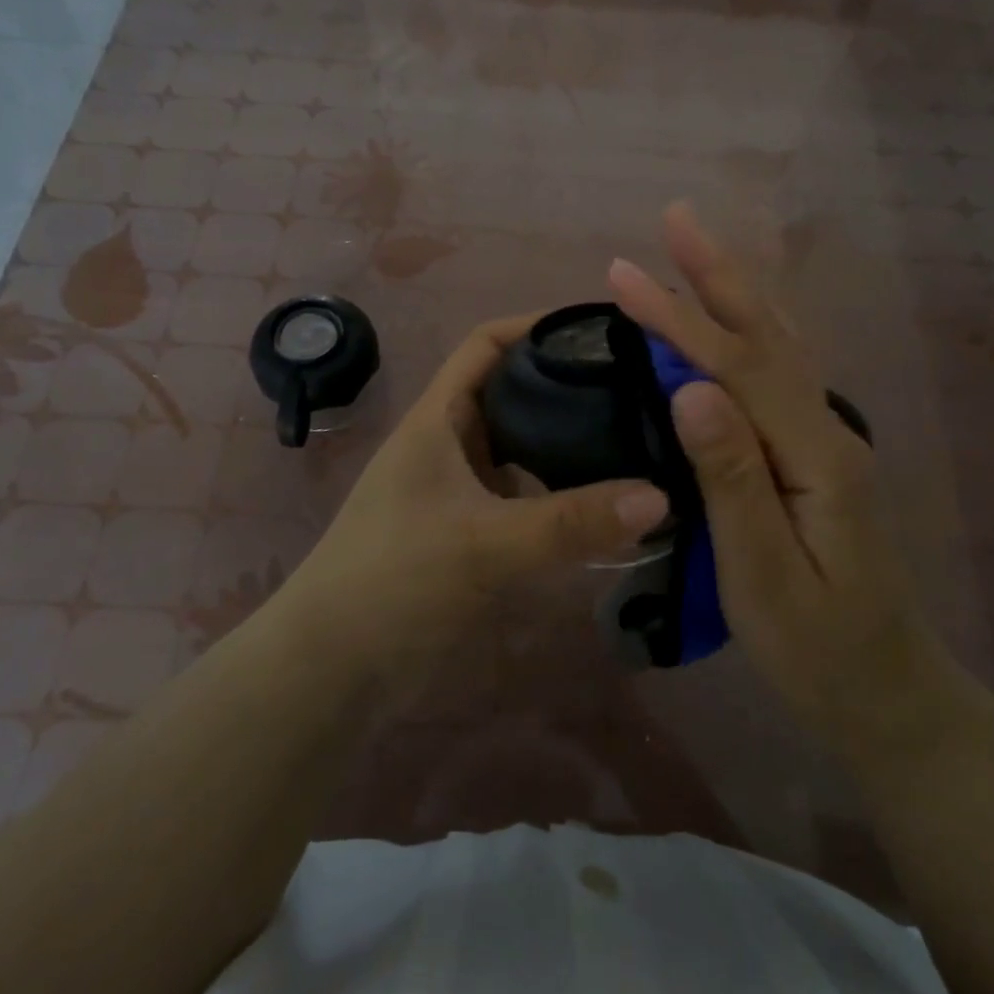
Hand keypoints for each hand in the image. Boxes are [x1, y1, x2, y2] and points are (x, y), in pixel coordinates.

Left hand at [288, 315, 668, 687]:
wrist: (333, 668)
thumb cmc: (394, 581)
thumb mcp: (484, 543)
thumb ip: (571, 522)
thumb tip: (660, 496)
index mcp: (438, 419)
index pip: (487, 344)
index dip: (536, 325)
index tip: (600, 328)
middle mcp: (449, 443)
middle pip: (513, 391)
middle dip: (567, 383)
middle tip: (638, 386)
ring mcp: (459, 489)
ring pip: (522, 446)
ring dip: (567, 440)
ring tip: (635, 436)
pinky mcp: (470, 529)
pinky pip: (525, 494)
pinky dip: (560, 491)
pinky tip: (603, 502)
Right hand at [608, 204, 953, 753]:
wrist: (889, 694)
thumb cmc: (818, 649)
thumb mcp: (765, 577)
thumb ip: (731, 479)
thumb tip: (691, 389)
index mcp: (814, 457)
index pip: (737, 367)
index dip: (678, 319)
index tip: (623, 276)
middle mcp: (827, 431)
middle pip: (767, 335)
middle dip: (717, 274)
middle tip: (675, 218)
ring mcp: (826, 440)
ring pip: (779, 346)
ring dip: (735, 292)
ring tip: (697, 250)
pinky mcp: (815, 456)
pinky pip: (779, 373)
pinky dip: (750, 331)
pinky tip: (736, 320)